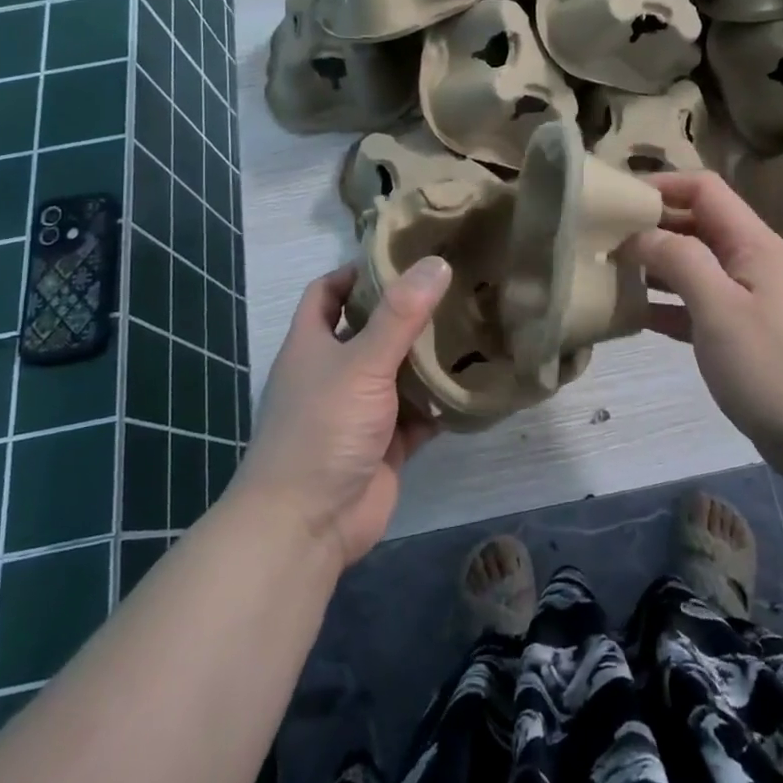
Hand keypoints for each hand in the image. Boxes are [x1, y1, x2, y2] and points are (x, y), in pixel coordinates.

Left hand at [234, 258, 448, 569]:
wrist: (307, 525)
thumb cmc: (322, 429)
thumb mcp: (361, 363)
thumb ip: (400, 314)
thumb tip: (437, 262)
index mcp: (312, 344)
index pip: (328, 292)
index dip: (357, 272)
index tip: (402, 256)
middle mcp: (334, 372)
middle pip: (371, 329)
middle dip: (407, 311)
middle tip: (455, 286)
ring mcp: (361, 410)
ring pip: (399, 372)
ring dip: (430, 357)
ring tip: (475, 324)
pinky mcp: (386, 444)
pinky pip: (419, 414)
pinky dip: (442, 402)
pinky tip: (476, 382)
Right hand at [628, 173, 782, 460]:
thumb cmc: (772, 364)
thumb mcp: (720, 306)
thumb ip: (679, 261)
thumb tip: (639, 234)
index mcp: (750, 242)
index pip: (703, 189)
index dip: (661, 185)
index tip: (616, 200)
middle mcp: (748, 261)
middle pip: (695, 224)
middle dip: (651, 225)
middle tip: (601, 238)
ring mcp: (745, 298)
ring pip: (692, 265)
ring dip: (654, 265)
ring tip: (608, 272)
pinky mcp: (739, 333)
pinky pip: (694, 304)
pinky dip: (665, 304)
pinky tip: (632, 315)